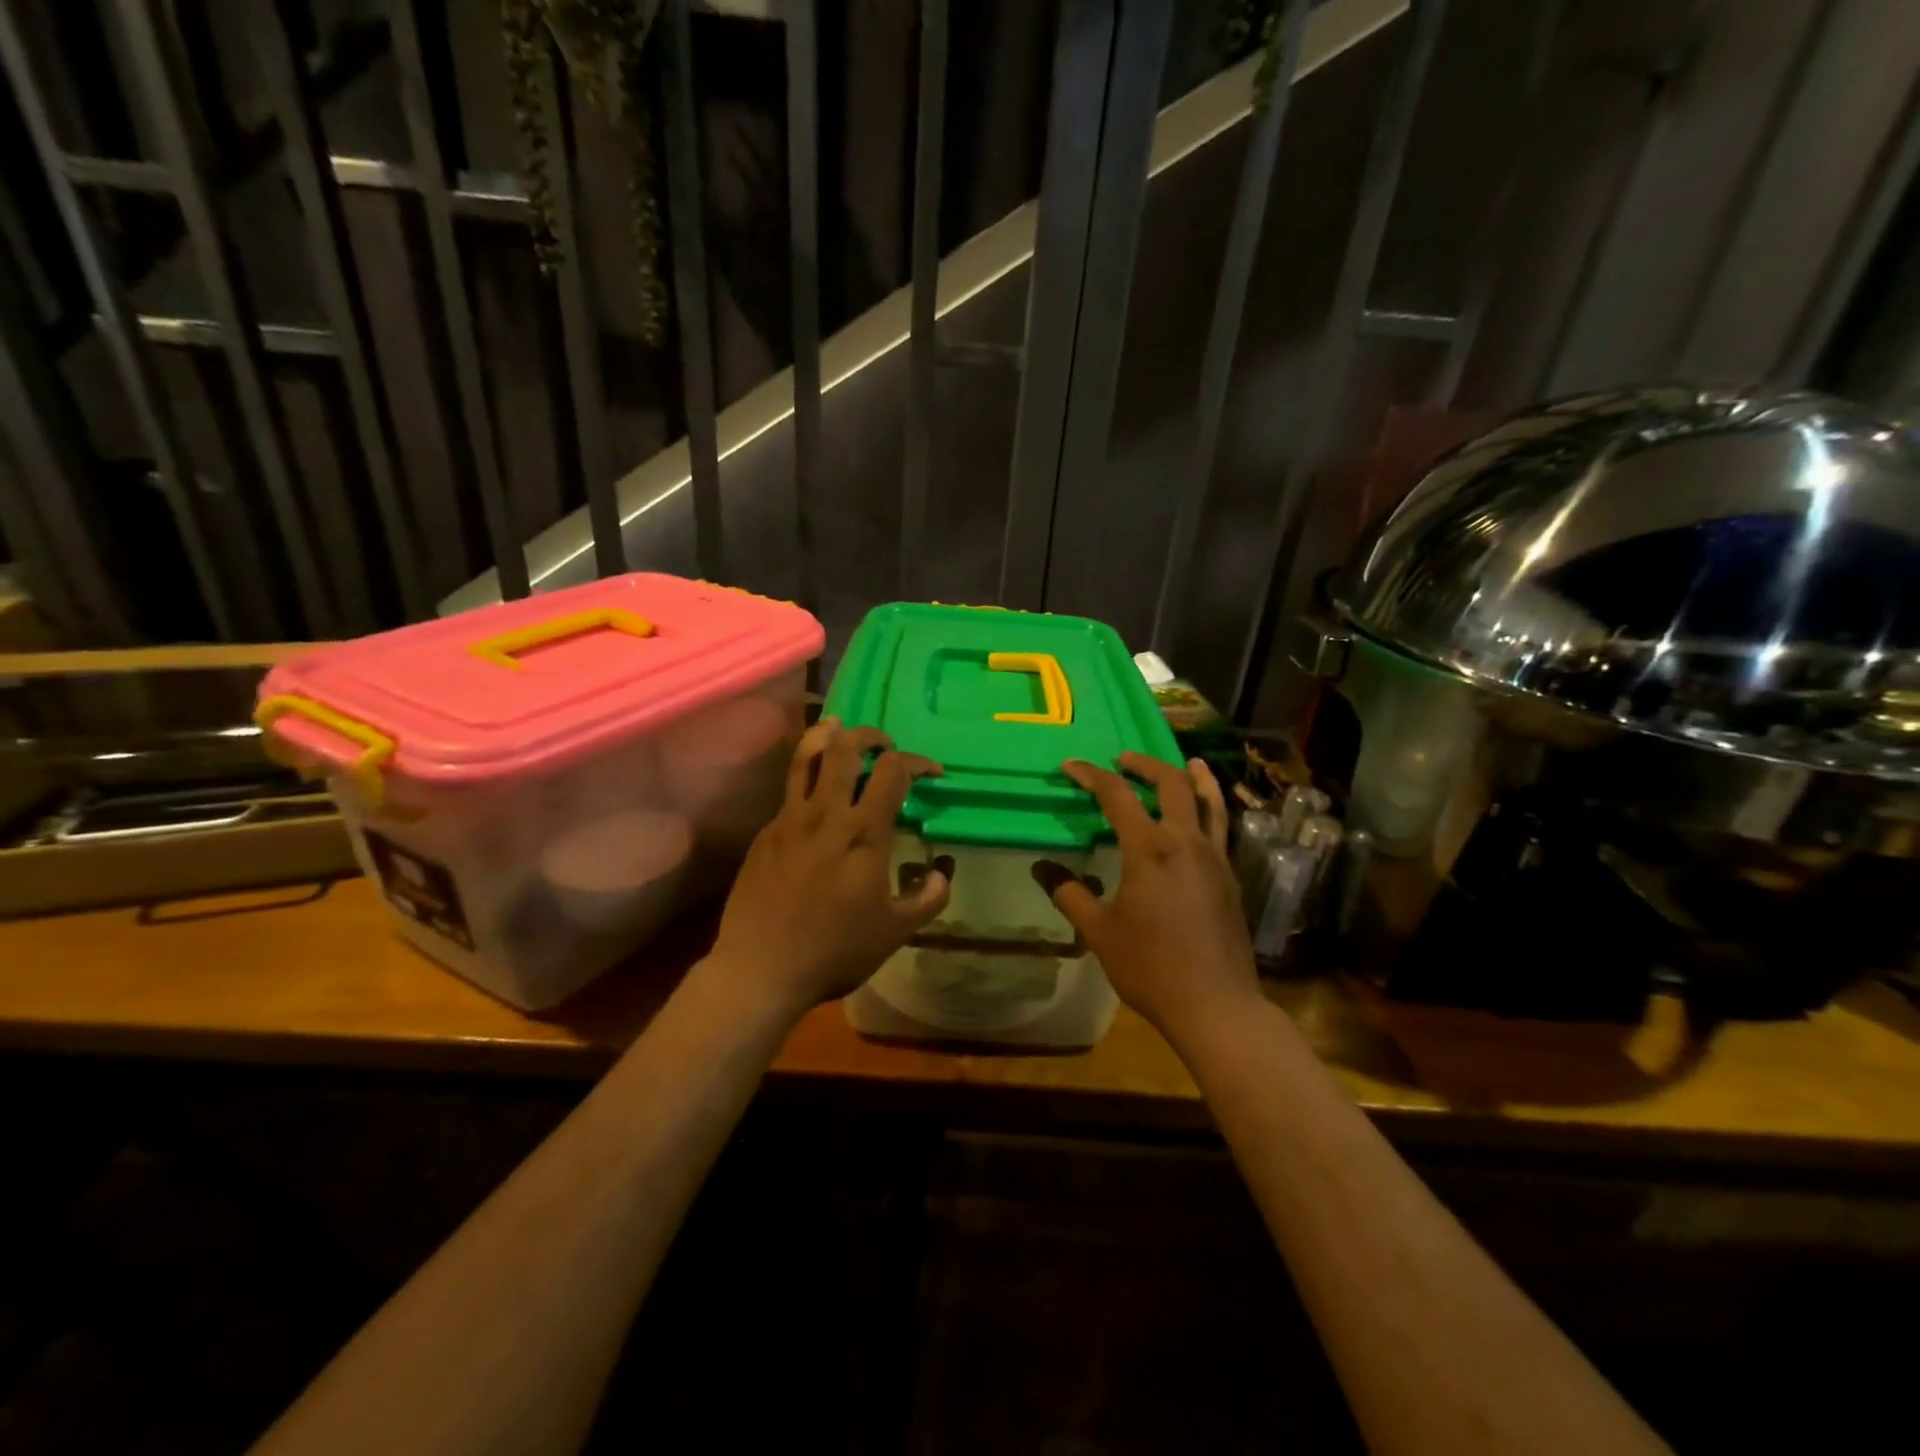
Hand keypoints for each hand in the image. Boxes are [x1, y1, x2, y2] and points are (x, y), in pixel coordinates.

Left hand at [708, 719, 950, 1019]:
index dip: (917, 761)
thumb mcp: (894, 932)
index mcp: (864, 834)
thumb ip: (927, 898)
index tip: (932, 773)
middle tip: (884, 745)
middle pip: (846, 746)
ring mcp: (789, 819)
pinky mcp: (765, 832)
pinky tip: (816, 797)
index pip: (893, 771)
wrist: (760, 969)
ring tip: (840, 729)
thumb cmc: (835, 951)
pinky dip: (807, 777)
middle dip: (870, 735)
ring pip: (806, 756)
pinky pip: (790, 790)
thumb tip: (942, 873)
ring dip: (828, 735)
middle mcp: (826, 814)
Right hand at [1033, 754, 1261, 1045]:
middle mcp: (1186, 843)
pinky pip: (1220, 828)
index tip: (1071, 766)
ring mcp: (1215, 859)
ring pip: (1209, 802)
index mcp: (1150, 850)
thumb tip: (1042, 868)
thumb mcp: (1099, 932)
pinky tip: (1201, 816)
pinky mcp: (1230, 878)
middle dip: (1145, 765)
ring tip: (1186, 762)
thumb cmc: (1150, 967)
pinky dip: (1210, 808)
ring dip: (1193, 777)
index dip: (1092, 775)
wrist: (1216, 1005)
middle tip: (1123, 759)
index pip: (1117, 796)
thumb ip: (1070, 894)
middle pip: (1171, 784)